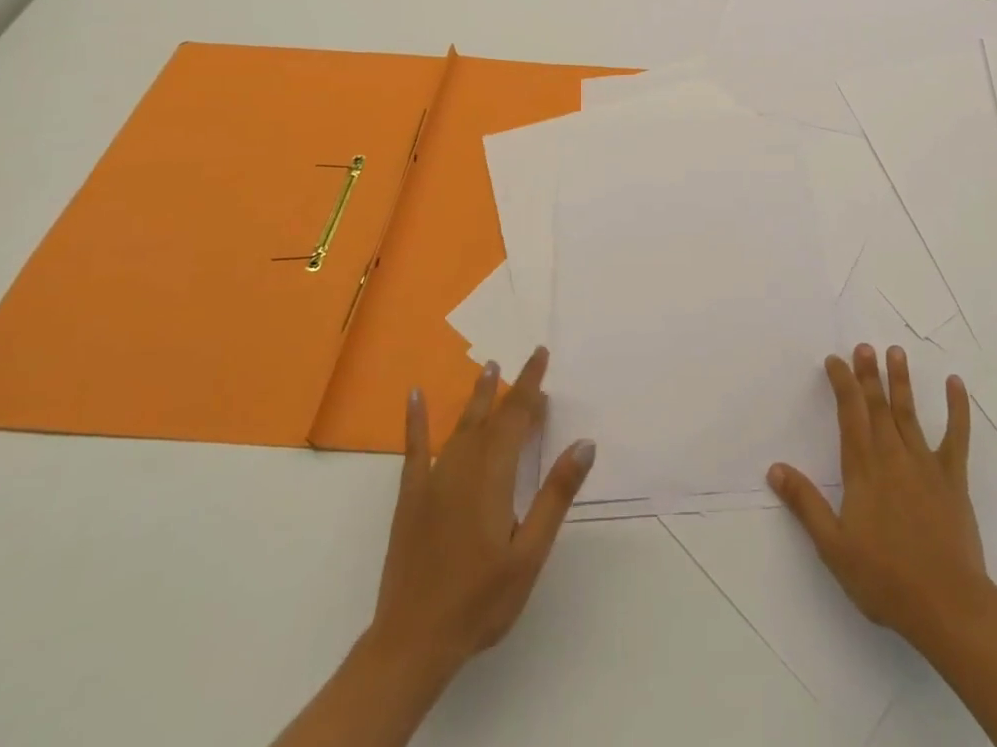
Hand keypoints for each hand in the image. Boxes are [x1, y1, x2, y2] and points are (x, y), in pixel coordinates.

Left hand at [366, 347, 595, 688]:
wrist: (413, 641)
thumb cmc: (480, 600)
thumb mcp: (530, 553)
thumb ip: (556, 495)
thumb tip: (585, 443)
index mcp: (494, 475)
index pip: (516, 416)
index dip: (530, 384)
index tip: (541, 355)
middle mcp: (463, 467)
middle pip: (491, 417)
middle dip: (511, 389)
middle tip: (528, 364)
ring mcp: (433, 480)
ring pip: (460, 427)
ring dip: (478, 397)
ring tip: (489, 369)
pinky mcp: (411, 497)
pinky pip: (414, 449)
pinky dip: (416, 420)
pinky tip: (415, 395)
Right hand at [768, 343, 993, 652]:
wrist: (947, 606)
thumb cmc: (885, 579)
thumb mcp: (833, 547)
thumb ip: (805, 504)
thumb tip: (774, 468)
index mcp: (863, 469)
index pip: (849, 413)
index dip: (842, 383)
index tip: (835, 360)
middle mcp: (892, 456)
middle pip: (878, 405)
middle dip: (868, 373)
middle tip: (864, 346)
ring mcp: (925, 464)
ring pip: (909, 413)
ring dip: (902, 381)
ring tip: (896, 352)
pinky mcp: (953, 479)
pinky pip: (956, 437)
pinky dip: (958, 409)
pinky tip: (956, 384)